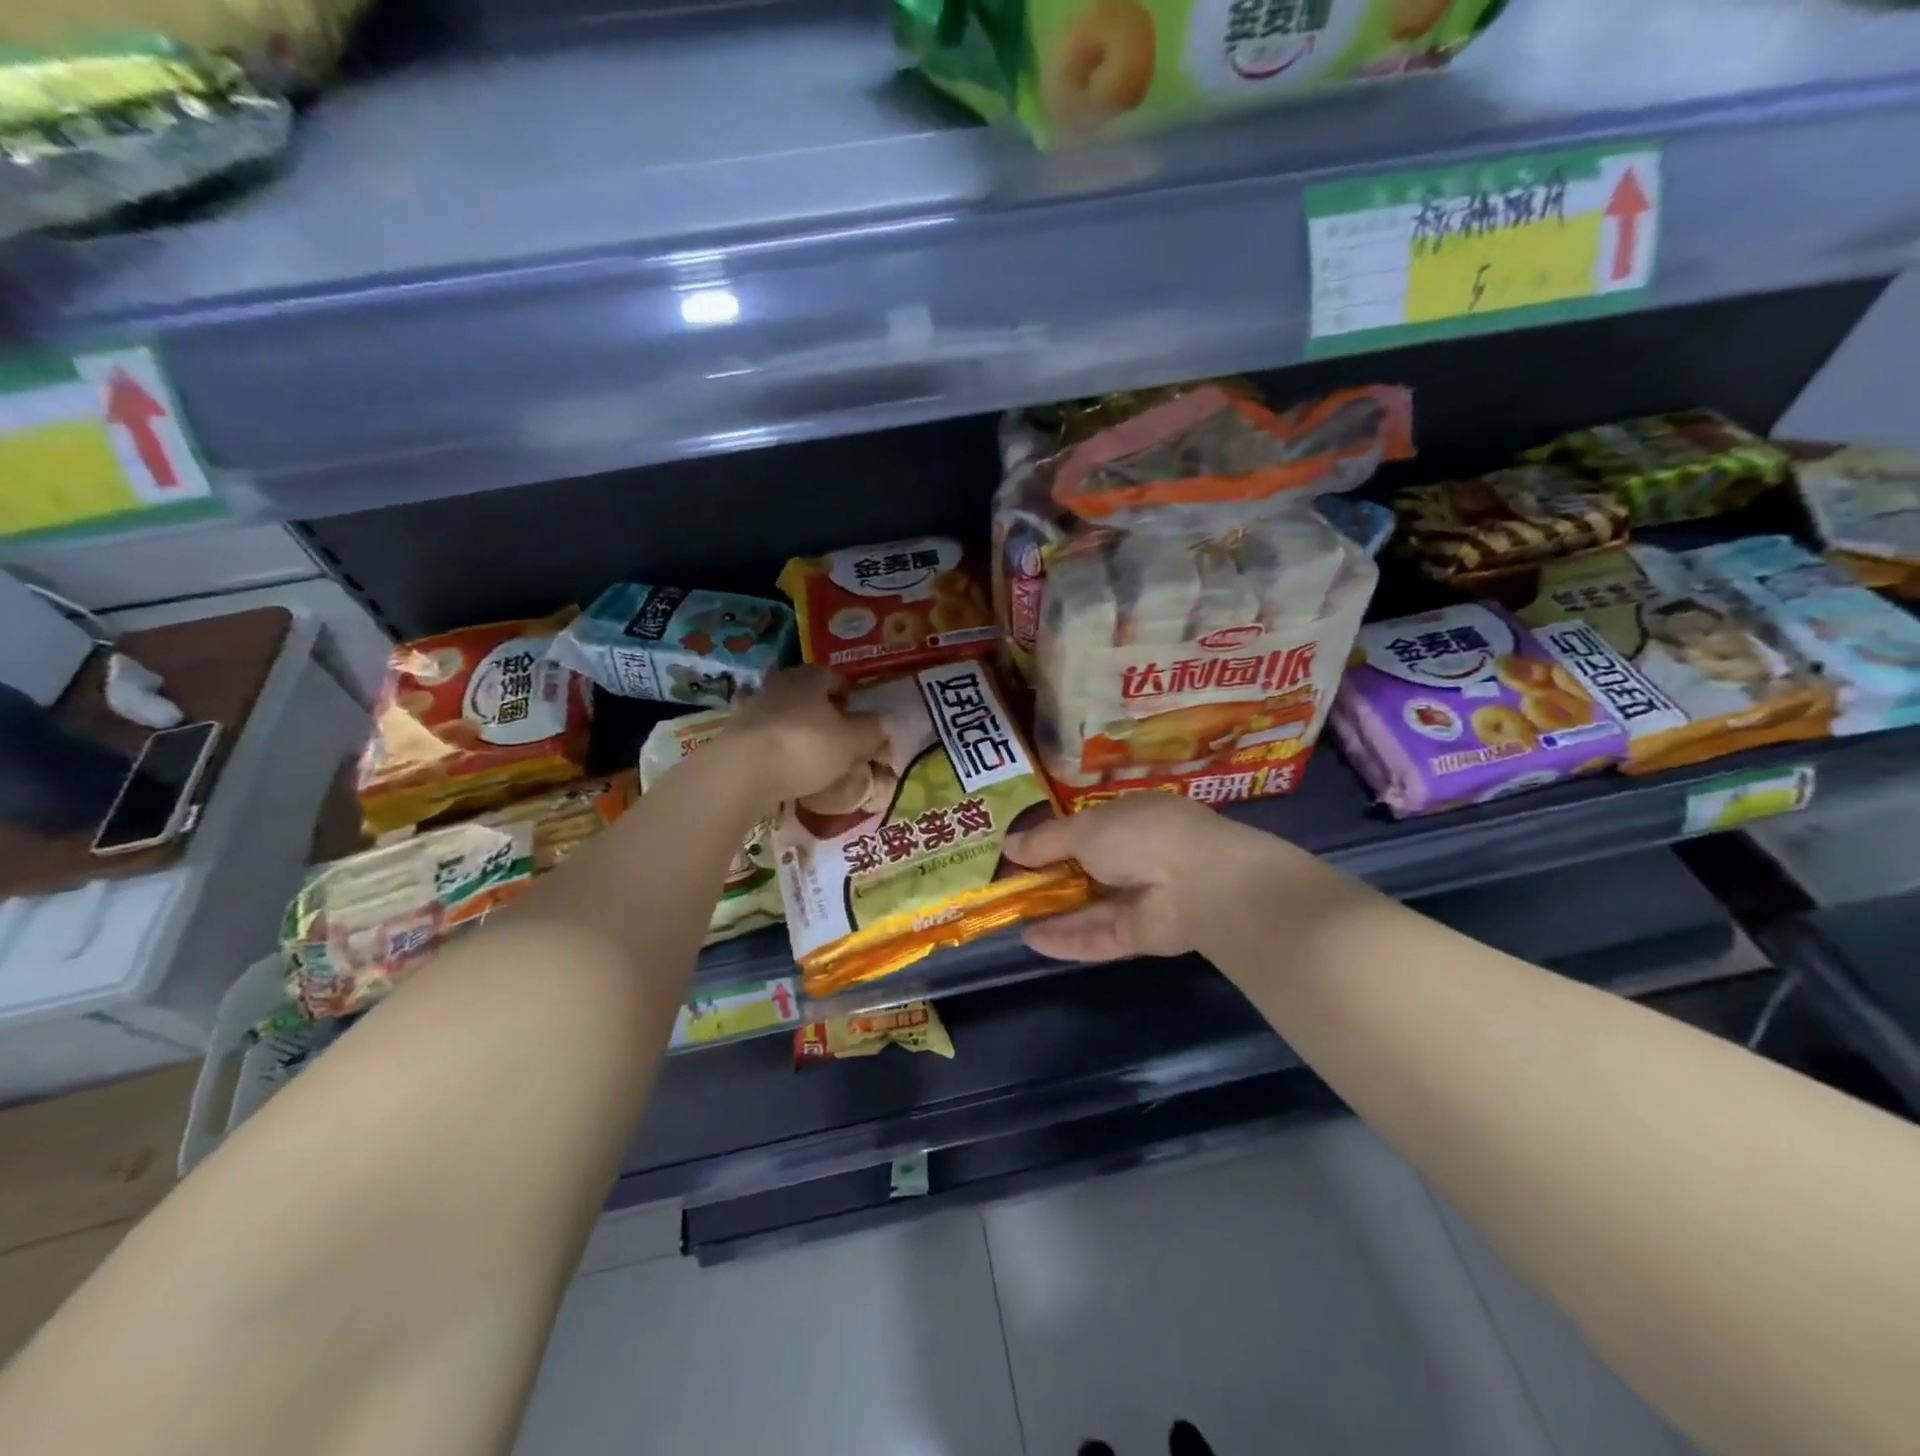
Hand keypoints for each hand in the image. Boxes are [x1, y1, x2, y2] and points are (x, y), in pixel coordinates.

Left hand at [722, 666, 887, 807]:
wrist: (742, 772)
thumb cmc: (806, 747)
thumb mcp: (852, 741)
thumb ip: (872, 730)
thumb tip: (885, 723)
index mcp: (810, 677)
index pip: (835, 678)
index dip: (850, 697)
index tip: (859, 719)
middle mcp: (779, 684)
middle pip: (808, 696)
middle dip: (823, 714)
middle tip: (840, 739)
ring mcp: (752, 707)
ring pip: (785, 716)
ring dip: (798, 731)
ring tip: (813, 757)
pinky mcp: (734, 734)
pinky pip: (765, 738)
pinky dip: (777, 749)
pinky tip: (786, 768)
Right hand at [1006, 793, 1294, 961]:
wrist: (1199, 884)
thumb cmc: (1140, 836)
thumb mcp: (1084, 829)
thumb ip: (1046, 840)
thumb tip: (1008, 845)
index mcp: (1130, 819)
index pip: (1085, 829)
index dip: (1051, 838)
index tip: (1016, 850)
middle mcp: (1136, 857)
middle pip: (1084, 870)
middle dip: (1047, 878)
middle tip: (1005, 886)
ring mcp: (1139, 899)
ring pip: (1088, 907)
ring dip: (1052, 912)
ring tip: (1009, 917)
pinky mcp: (1140, 935)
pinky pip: (1097, 937)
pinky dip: (1066, 939)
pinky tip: (1030, 941)